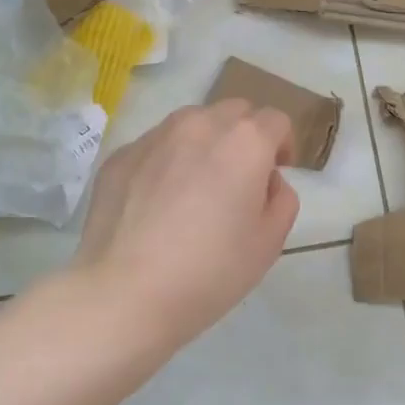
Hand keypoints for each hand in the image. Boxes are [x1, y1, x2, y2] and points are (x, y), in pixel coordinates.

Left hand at [76, 100, 299, 346]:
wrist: (125, 293)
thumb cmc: (210, 271)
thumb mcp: (269, 243)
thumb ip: (281, 199)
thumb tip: (267, 180)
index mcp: (244, 141)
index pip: (276, 120)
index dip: (283, 144)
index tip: (276, 172)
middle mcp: (200, 124)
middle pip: (234, 112)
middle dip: (245, 135)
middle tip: (239, 178)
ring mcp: (155, 136)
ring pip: (192, 123)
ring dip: (204, 142)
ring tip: (195, 186)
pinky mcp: (121, 154)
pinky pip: (156, 146)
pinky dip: (166, 161)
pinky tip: (157, 203)